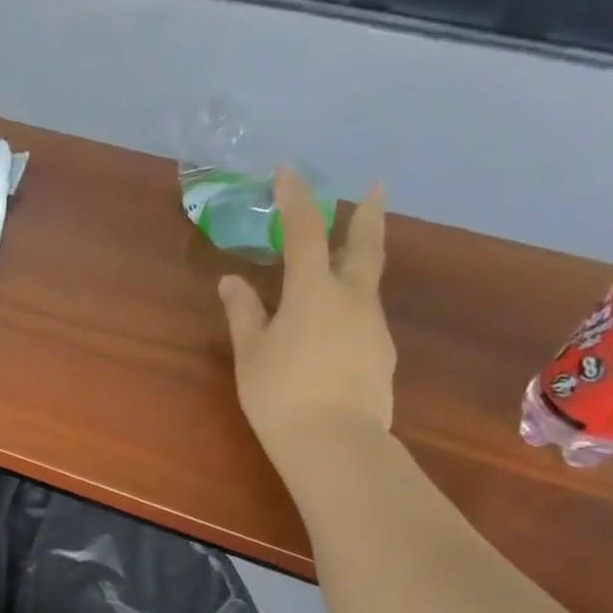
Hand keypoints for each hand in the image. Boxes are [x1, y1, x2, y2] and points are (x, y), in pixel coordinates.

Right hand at [218, 169, 392, 474]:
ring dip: (360, 260)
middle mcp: (351, 297)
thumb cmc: (280, 393)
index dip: (296, 198)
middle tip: (375, 187)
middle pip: (363, 245)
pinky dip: (353, 305)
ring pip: (368, 281)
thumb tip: (231, 281)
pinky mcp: (382, 353)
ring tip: (349, 257)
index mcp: (313, 290)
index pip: (305, 230)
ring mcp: (372, 325)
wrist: (335, 442)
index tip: (288, 171)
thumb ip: (243, 313)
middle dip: (365, 214)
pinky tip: (339, 324)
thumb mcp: (251, 353)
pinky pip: (365, 316)